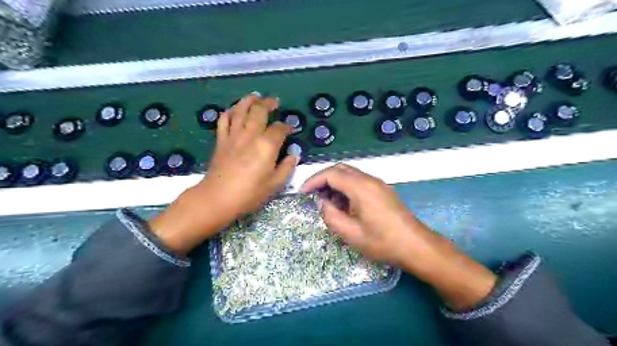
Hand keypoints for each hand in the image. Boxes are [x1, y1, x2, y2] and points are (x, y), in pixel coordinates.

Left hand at [149, 93, 298, 254]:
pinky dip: (229, 112)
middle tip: (274, 102)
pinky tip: (234, 110)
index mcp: (266, 145)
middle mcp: (250, 135)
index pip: (279, 129)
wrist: (218, 198)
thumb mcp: (275, 184)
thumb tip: (294, 155)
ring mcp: (233, 135)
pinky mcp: (221, 140)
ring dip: (249, 101)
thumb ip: (287, 167)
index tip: (291, 129)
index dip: (287, 127)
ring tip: (256, 97)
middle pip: (259, 111)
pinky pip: (224, 120)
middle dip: (268, 103)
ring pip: (240, 110)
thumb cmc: (249, 193)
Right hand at [299, 164, 443, 268]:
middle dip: (323, 179)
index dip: (313, 181)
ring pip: (351, 175)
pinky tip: (344, 205)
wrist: (416, 246)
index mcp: (360, 187)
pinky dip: (347, 188)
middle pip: (341, 169)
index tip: (302, 192)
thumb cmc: (383, 242)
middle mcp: (370, 180)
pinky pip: (360, 182)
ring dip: (335, 184)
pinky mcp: (383, 191)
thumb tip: (322, 203)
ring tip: (327, 202)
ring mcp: (378, 184)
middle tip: (313, 195)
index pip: (331, 174)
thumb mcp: (351, 233)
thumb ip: (331, 216)